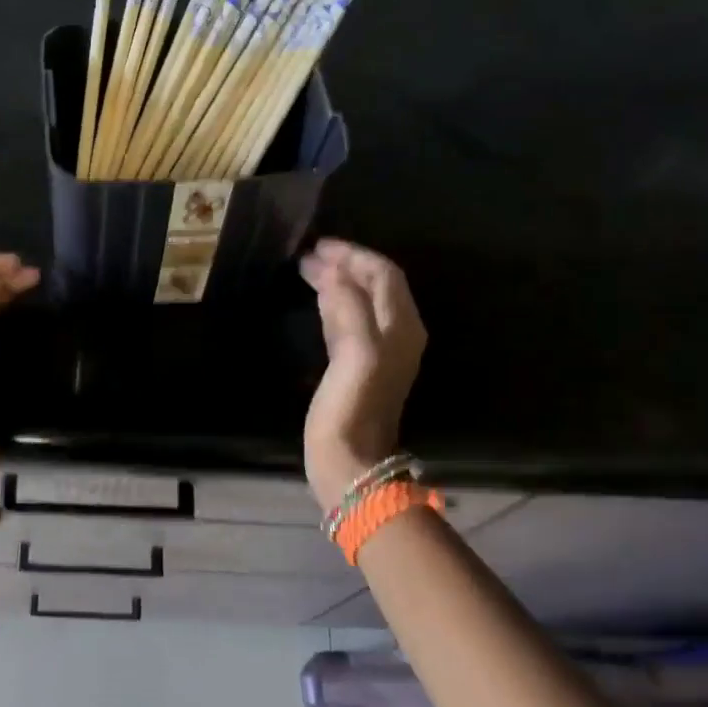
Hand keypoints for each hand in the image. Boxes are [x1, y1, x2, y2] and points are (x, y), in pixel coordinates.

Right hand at [299, 239, 426, 514]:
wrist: (351, 462)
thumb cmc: (352, 409)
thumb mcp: (354, 354)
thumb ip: (348, 308)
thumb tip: (334, 274)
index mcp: (400, 327)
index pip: (383, 275)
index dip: (353, 255)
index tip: (318, 245)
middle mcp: (397, 334)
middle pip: (375, 285)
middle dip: (344, 264)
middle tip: (307, 255)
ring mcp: (379, 351)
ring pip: (362, 301)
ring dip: (338, 281)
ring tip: (306, 269)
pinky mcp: (358, 366)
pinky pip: (349, 321)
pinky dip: (333, 302)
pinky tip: (316, 300)